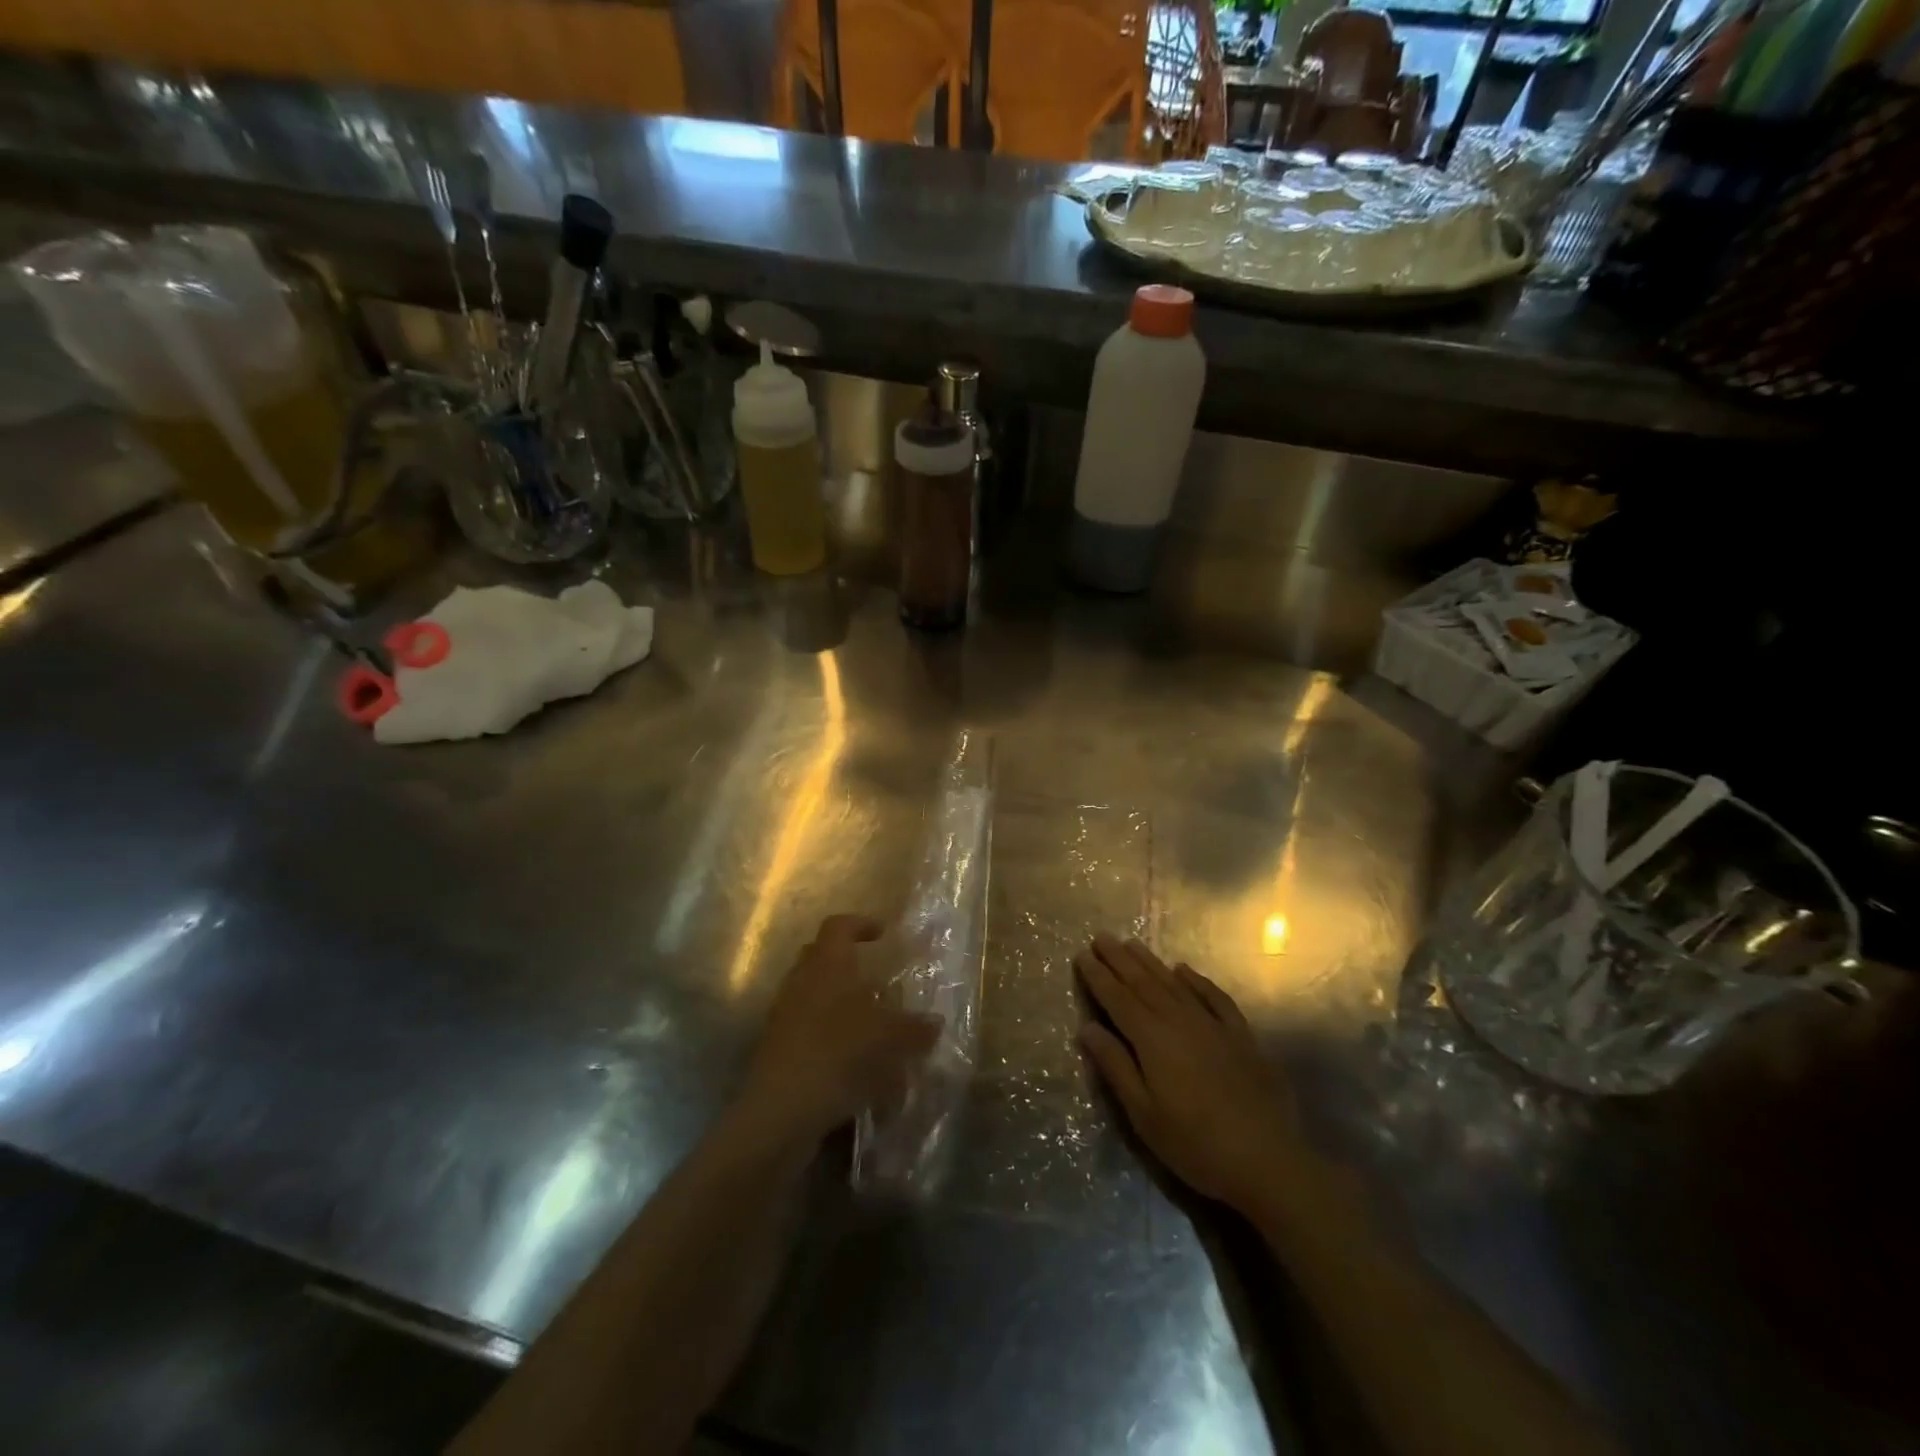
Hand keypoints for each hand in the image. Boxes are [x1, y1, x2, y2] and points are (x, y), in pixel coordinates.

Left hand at [734, 914, 942, 1149]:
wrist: (780, 1112)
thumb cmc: (837, 1056)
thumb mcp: (888, 1041)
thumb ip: (914, 1029)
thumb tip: (934, 1022)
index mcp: (826, 965)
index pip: (838, 926)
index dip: (860, 924)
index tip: (883, 933)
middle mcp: (801, 981)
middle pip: (821, 956)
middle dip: (848, 962)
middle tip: (877, 976)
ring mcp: (784, 1015)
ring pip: (814, 993)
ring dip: (840, 1000)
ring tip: (871, 1021)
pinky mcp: (778, 1047)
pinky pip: (807, 1026)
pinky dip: (830, 1032)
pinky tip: (854, 1058)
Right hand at [1076, 933, 1308, 1216]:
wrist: (1267, 1160)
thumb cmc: (1194, 1143)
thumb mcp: (1143, 1113)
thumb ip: (1115, 1066)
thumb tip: (1087, 1027)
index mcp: (1152, 1039)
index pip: (1118, 998)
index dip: (1098, 976)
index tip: (1081, 955)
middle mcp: (1180, 1020)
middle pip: (1143, 983)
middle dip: (1119, 959)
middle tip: (1101, 937)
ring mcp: (1213, 1025)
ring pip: (1174, 984)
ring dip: (1150, 962)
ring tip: (1132, 944)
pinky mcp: (1240, 1035)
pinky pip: (1214, 997)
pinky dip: (1197, 980)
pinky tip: (1184, 970)